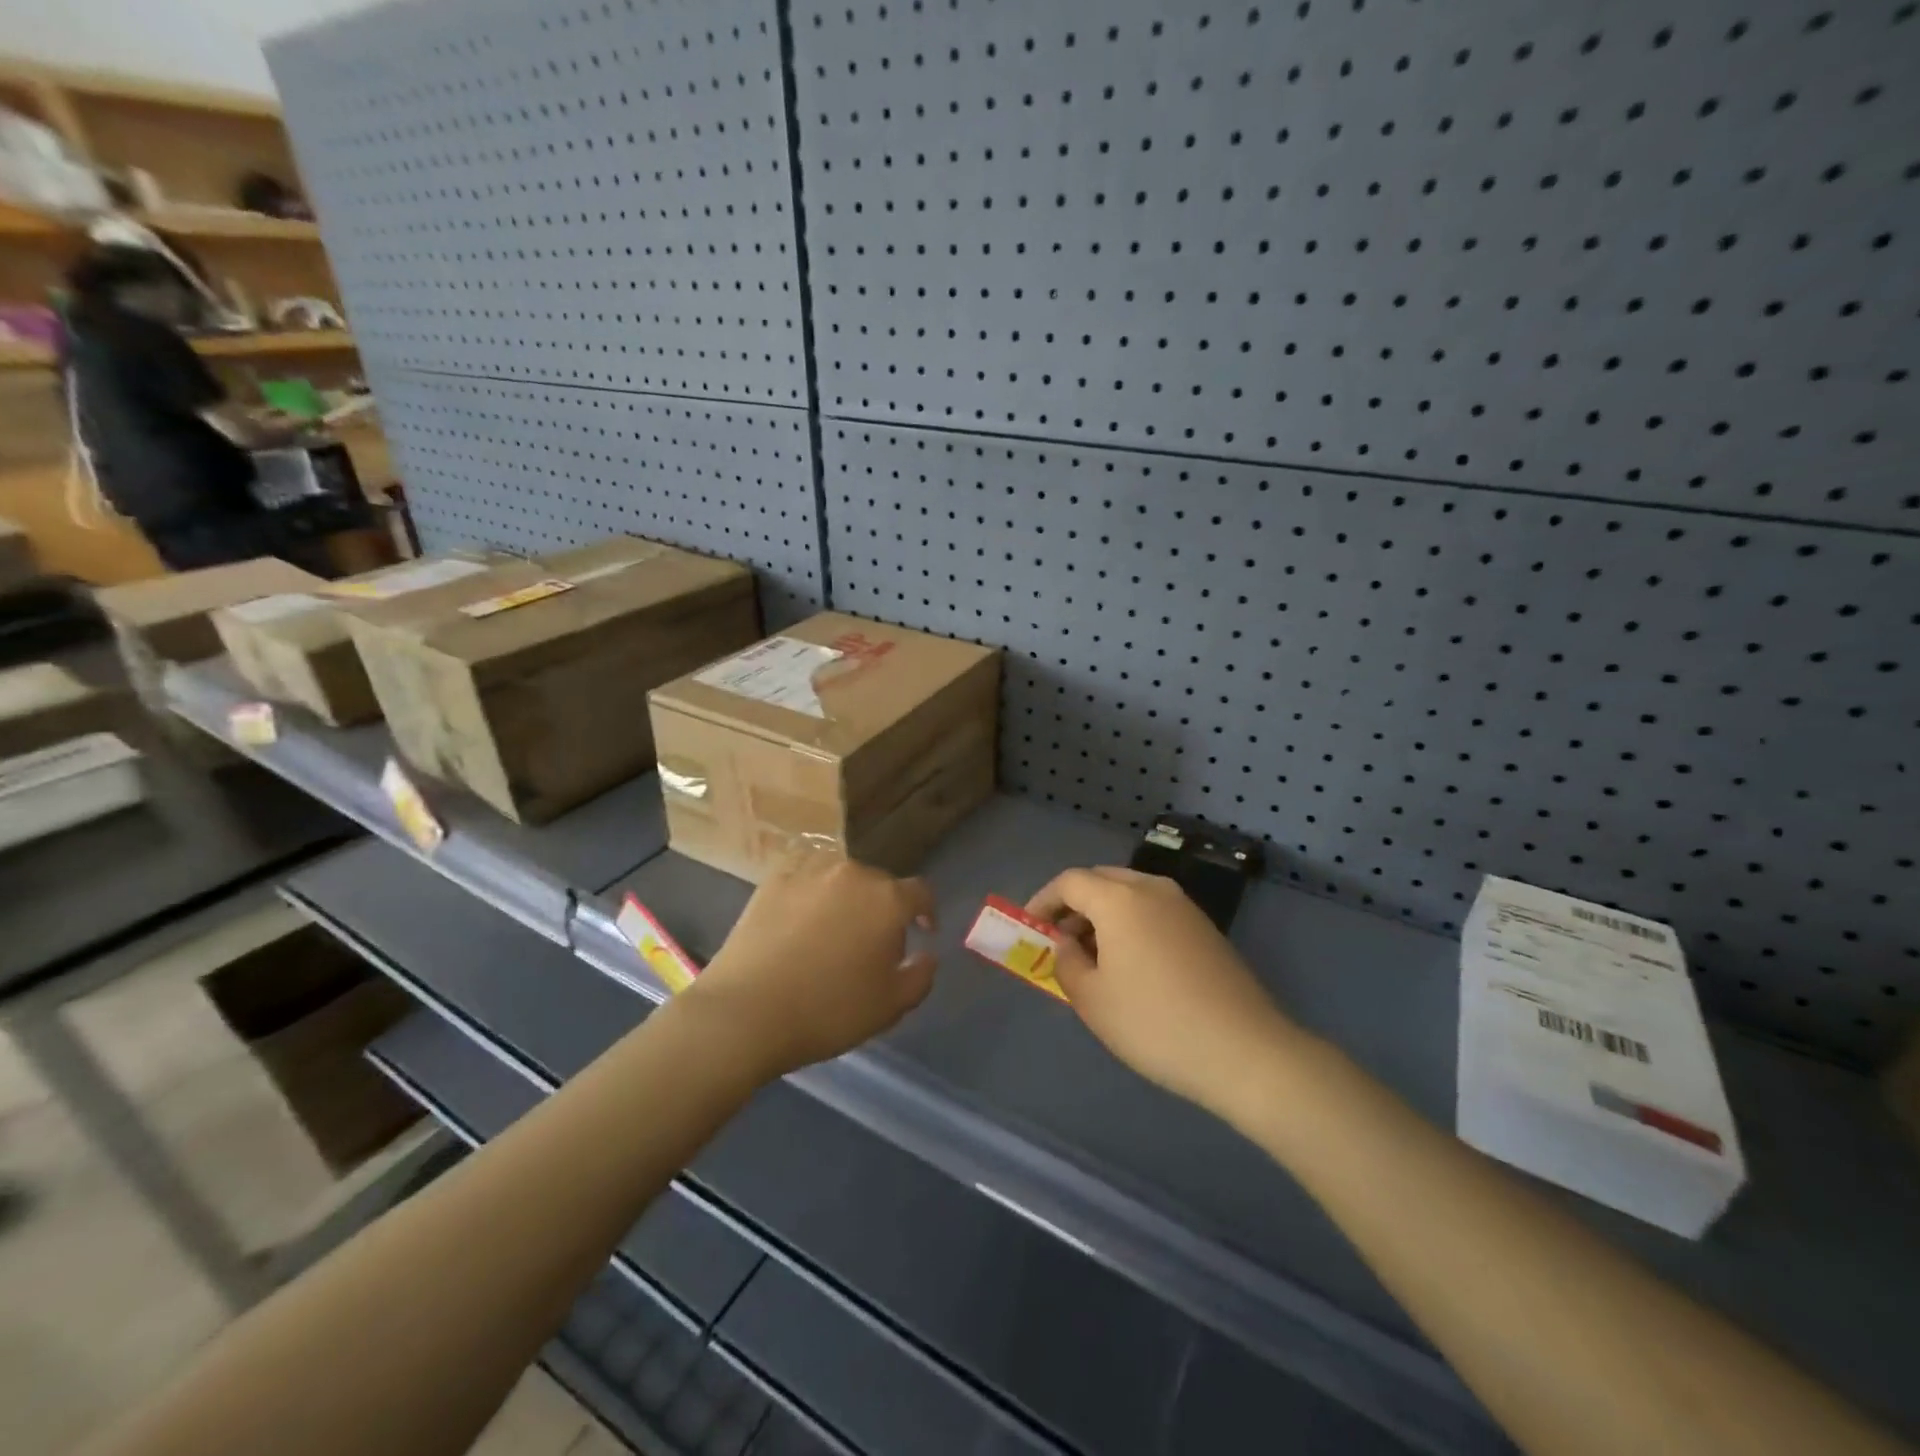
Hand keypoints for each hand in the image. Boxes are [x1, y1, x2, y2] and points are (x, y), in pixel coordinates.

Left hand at [684, 858, 936, 1079]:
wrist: (746, 1012)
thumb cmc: (828, 1011)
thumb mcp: (891, 1006)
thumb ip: (921, 974)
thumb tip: (927, 953)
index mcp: (888, 899)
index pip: (920, 893)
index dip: (926, 912)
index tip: (923, 932)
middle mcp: (853, 873)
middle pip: (880, 884)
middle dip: (883, 909)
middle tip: (872, 942)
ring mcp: (810, 870)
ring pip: (842, 877)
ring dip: (847, 897)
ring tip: (834, 928)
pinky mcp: (774, 878)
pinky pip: (806, 877)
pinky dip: (812, 892)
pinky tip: (802, 918)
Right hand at [1027, 866, 1302, 1115]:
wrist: (1245, 1051)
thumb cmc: (1154, 1023)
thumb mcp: (1092, 999)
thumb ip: (1066, 961)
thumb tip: (1067, 943)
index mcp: (1120, 899)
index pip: (1070, 882)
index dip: (1043, 901)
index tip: (1029, 929)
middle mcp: (1152, 888)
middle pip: (1101, 880)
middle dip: (1074, 905)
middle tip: (1059, 940)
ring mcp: (1184, 906)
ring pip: (1130, 894)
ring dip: (1103, 915)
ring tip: (1092, 957)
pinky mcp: (1205, 928)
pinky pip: (1155, 910)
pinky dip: (1132, 924)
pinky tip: (1131, 964)